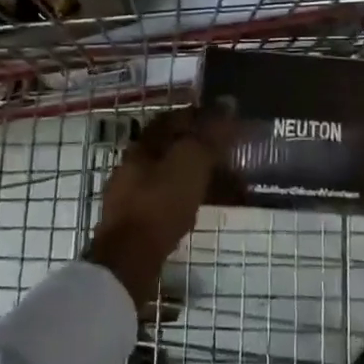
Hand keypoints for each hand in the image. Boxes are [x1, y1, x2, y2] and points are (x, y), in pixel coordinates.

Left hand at [83, 107, 225, 305]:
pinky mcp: (140, 222)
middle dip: (205, 148)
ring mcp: (135, 195)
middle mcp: (136, 166)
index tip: (228, 119)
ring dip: (202, 175)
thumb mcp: (190, 163)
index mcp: (144, 145)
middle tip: (234, 153)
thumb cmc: (160, 204)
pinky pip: (172, 200)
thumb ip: (210, 133)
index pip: (175, 118)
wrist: (129, 261)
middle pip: (175, 147)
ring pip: (175, 176)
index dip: (202, 115)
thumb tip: (228, 102)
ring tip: (230, 183)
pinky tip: (206, 207)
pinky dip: (193, 198)